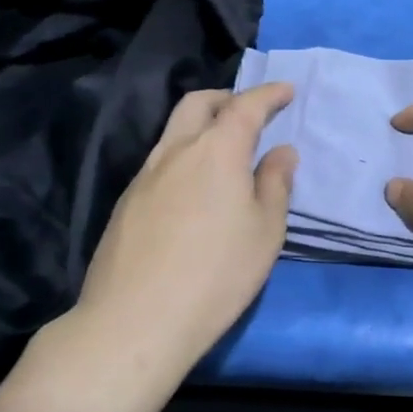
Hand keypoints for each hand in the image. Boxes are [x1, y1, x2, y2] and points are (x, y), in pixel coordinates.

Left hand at [62, 84, 296, 376]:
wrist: (135, 322)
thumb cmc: (217, 274)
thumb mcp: (265, 231)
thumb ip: (275, 184)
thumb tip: (281, 152)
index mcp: (216, 151)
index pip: (245, 106)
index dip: (268, 94)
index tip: (286, 90)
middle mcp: (175, 152)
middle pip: (198, 104)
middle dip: (227, 98)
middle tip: (250, 112)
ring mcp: (144, 176)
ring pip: (174, 132)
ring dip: (202, 127)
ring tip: (224, 151)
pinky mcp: (126, 203)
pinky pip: (160, 162)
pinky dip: (184, 157)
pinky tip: (194, 190)